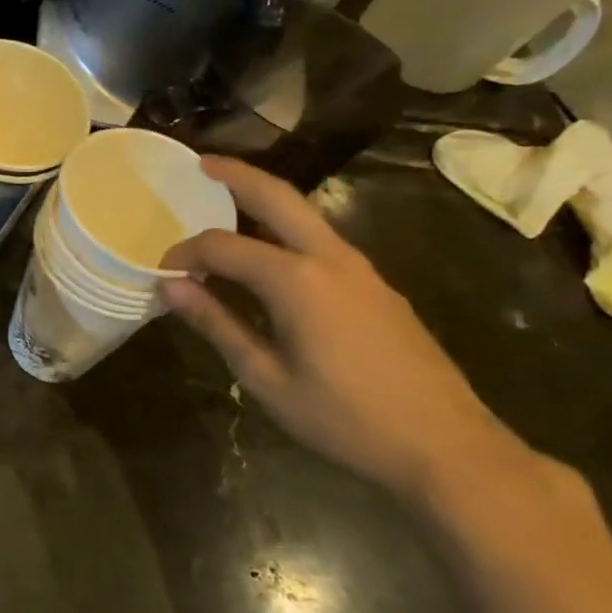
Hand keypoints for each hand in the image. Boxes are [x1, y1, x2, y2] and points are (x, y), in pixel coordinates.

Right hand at [160, 157, 521, 500]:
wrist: (450, 449)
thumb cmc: (346, 419)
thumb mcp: (266, 379)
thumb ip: (216, 324)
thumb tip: (169, 286)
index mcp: (297, 280)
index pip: (222, 246)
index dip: (185, 253)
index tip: (161, 271)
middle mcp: (330, 259)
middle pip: (277, 197)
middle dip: (236, 175)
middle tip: (201, 163)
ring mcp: (362, 270)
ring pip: (305, 214)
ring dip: (265, 199)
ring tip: (228, 200)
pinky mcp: (378, 288)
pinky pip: (322, 240)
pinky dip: (287, 229)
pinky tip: (271, 254)